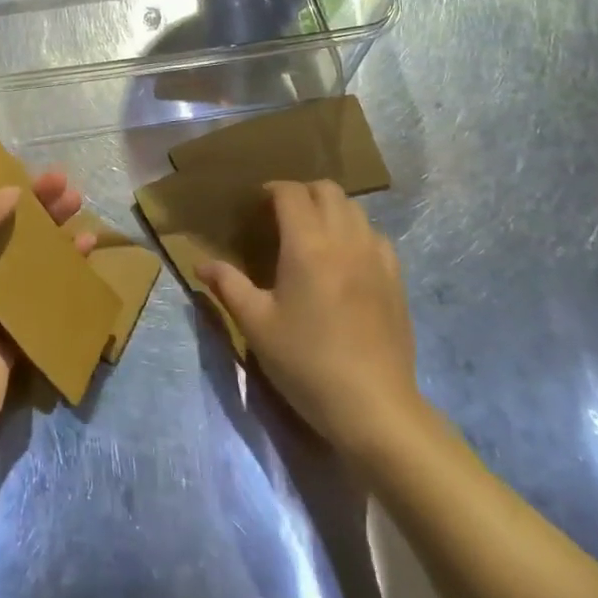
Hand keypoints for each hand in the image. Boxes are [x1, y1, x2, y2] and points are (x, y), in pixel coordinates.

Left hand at [0, 171, 89, 448]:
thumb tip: (8, 189)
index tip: (12, 165)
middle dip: (28, 200)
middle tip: (62, 181)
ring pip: (19, 250)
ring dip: (48, 227)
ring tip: (78, 204)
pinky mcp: (7, 323)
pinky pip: (36, 286)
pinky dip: (59, 265)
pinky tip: (85, 248)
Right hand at [196, 180, 422, 460]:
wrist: (373, 407)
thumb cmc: (306, 363)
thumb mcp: (257, 325)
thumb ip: (228, 286)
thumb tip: (201, 264)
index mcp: (308, 245)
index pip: (291, 193)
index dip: (272, 190)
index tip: (257, 205)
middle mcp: (345, 239)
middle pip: (327, 190)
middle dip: (302, 193)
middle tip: (282, 216)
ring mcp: (376, 258)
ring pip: (355, 209)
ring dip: (331, 209)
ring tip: (313, 235)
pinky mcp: (396, 279)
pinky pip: (376, 236)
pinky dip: (357, 233)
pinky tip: (346, 260)